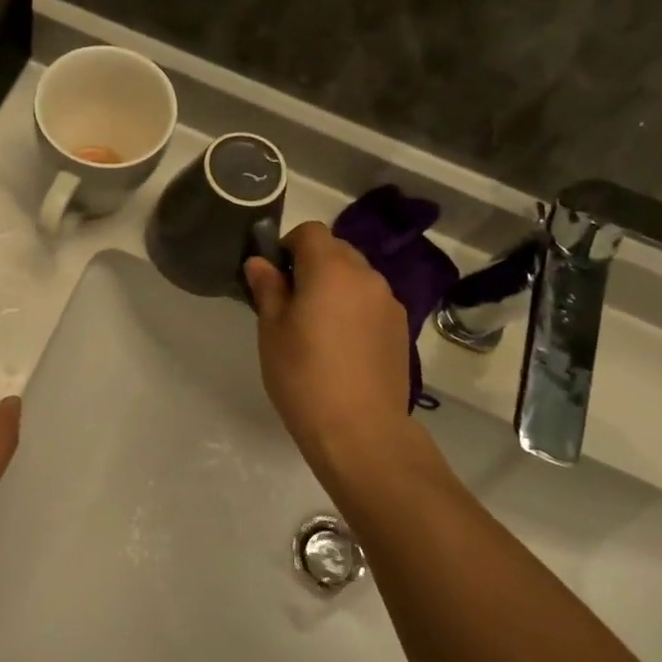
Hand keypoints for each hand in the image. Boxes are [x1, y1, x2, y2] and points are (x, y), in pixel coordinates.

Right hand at [244, 222, 416, 484]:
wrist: (359, 430)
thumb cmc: (303, 376)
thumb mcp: (272, 331)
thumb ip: (268, 288)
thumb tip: (260, 262)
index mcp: (331, 269)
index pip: (310, 232)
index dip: (288, 246)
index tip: (275, 277)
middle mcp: (367, 276)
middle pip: (337, 251)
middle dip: (313, 264)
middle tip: (291, 302)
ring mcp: (389, 302)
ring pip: (356, 277)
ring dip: (335, 287)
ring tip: (318, 327)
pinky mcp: (401, 328)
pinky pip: (371, 302)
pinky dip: (354, 309)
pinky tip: (342, 346)